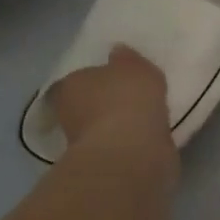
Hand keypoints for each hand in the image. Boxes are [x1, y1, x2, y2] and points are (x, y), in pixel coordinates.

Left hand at [48, 45, 172, 152]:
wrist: (132, 153)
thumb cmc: (127, 100)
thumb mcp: (134, 67)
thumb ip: (127, 59)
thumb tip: (118, 52)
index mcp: (71, 85)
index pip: (80, 78)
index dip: (99, 78)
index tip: (117, 79)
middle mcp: (70, 114)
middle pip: (89, 105)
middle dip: (107, 103)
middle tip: (133, 99)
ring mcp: (85, 144)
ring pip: (105, 128)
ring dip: (120, 126)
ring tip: (146, 119)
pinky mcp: (105, 166)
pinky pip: (121, 147)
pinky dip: (131, 144)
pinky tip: (149, 139)